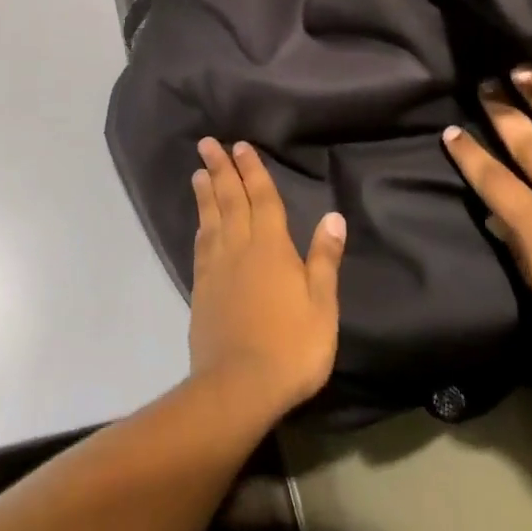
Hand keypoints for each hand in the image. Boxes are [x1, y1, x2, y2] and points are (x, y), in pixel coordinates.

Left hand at [188, 139, 346, 422]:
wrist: (239, 387)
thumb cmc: (291, 346)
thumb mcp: (322, 305)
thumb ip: (324, 259)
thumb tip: (333, 216)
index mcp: (272, 248)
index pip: (262, 199)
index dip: (252, 171)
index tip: (240, 146)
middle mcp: (240, 249)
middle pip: (230, 201)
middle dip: (221, 170)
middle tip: (207, 143)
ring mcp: (217, 269)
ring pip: (211, 219)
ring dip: (206, 192)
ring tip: (198, 171)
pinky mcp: (202, 289)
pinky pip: (201, 247)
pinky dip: (201, 226)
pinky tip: (200, 223)